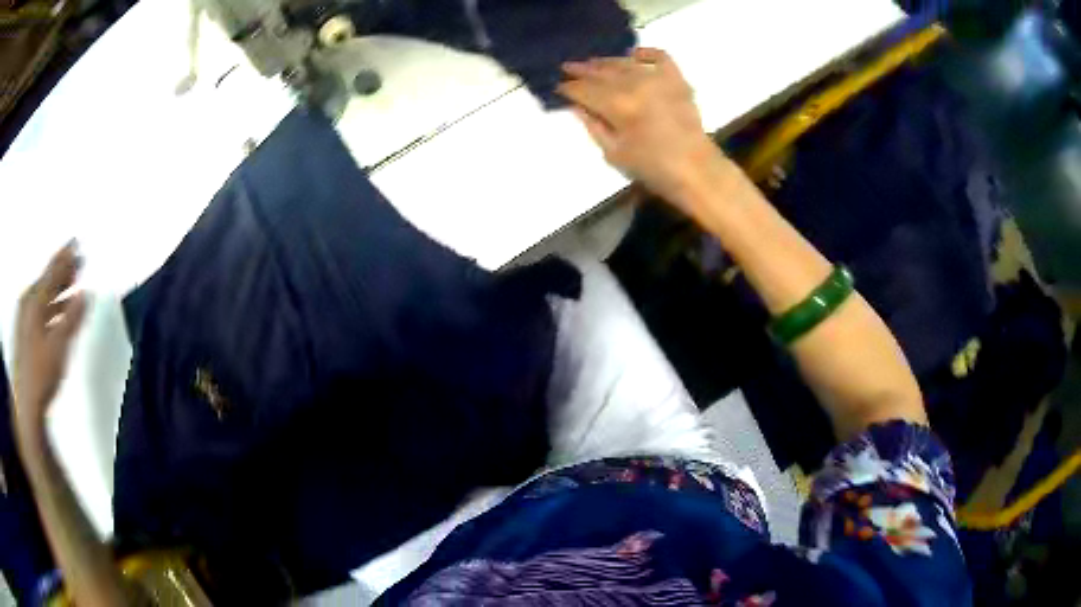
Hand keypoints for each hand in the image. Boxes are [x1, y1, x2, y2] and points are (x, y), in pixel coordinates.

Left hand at [12, 242, 86, 437]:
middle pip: (46, 281)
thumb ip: (72, 318)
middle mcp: (27, 303)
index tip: (76, 245)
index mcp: (35, 300)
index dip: (65, 258)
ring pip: (42, 297)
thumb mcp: (59, 346)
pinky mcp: (24, 336)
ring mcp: (24, 320)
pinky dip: (49, 308)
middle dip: (61, 273)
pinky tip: (56, 314)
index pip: (53, 271)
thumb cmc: (41, 373)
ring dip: (56, 292)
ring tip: (69, 288)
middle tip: (75, 263)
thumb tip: (85, 294)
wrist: (26, 404)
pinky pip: (38, 311)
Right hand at [558, 48, 725, 204]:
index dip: (568, 88)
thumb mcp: (614, 153)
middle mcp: (635, 85)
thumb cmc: (653, 169)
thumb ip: (593, 126)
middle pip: (601, 72)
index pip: (584, 90)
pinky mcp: (676, 79)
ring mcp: (658, 79)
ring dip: (605, 61)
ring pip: (624, 62)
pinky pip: (659, 56)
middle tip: (568, 67)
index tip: (558, 87)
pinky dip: (644, 53)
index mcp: (617, 106)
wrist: (697, 170)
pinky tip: (633, 55)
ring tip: (592, 62)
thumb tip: (577, 106)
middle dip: (582, 70)